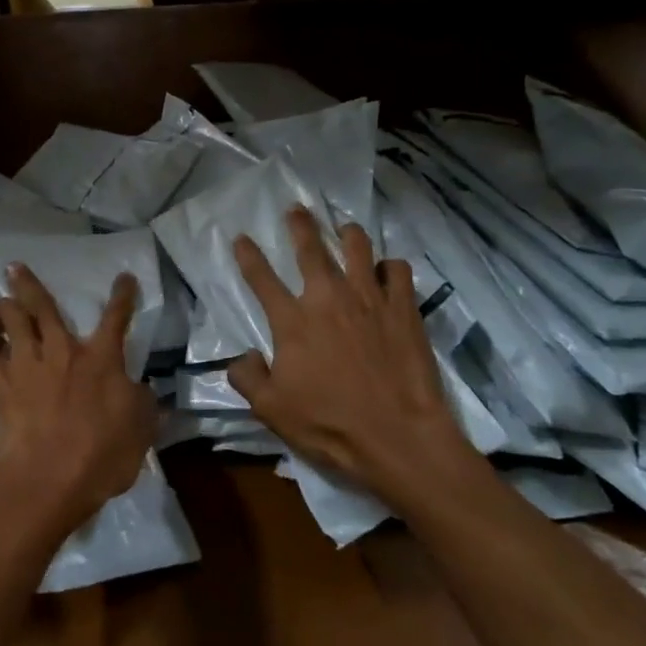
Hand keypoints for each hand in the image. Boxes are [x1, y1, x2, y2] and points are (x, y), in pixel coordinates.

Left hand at [0, 264, 156, 540]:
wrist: (48, 479)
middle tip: (15, 267)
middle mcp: (61, 350)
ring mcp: (26, 363)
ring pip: (10, 318)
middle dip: (29, 283)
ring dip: (2, 305)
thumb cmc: (100, 457)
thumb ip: (145, 405)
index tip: (124, 277)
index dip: (122, 296)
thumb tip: (147, 390)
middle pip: (43, 305)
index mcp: (101, 359)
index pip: (116, 318)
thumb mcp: (140, 431)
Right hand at [228, 207, 469, 496]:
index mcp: (292, 322)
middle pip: (311, 249)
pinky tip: (388, 271)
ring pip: (358, 248)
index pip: (262, 278)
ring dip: (348, 234)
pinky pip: (398, 271)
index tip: (241, 238)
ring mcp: (369, 300)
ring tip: (345, 228)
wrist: (399, 436)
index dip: (248, 255)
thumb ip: (248, 378)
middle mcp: (328, 299)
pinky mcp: (404, 309)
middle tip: (296, 209)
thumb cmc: (330, 425)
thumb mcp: (271, 411)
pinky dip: (390, 267)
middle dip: (300, 225)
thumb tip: (242, 357)